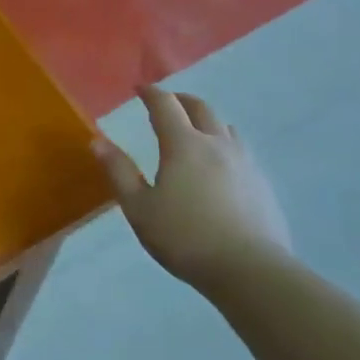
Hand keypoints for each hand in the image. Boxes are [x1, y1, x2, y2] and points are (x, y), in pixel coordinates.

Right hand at [93, 87, 291, 290]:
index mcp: (184, 145)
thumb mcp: (139, 208)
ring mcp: (245, 162)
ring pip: (225, 128)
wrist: (250, 270)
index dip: (151, 94)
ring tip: (195, 132)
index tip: (140, 88)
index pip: (165, 106)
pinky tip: (220, 167)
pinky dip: (224, 145)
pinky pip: (241, 151)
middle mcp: (217, 144)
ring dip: (207, 121)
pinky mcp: (263, 184)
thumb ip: (119, 172)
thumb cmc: (185, 237)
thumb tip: (97, 141)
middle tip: (167, 103)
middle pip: (201, 108)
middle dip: (181, 100)